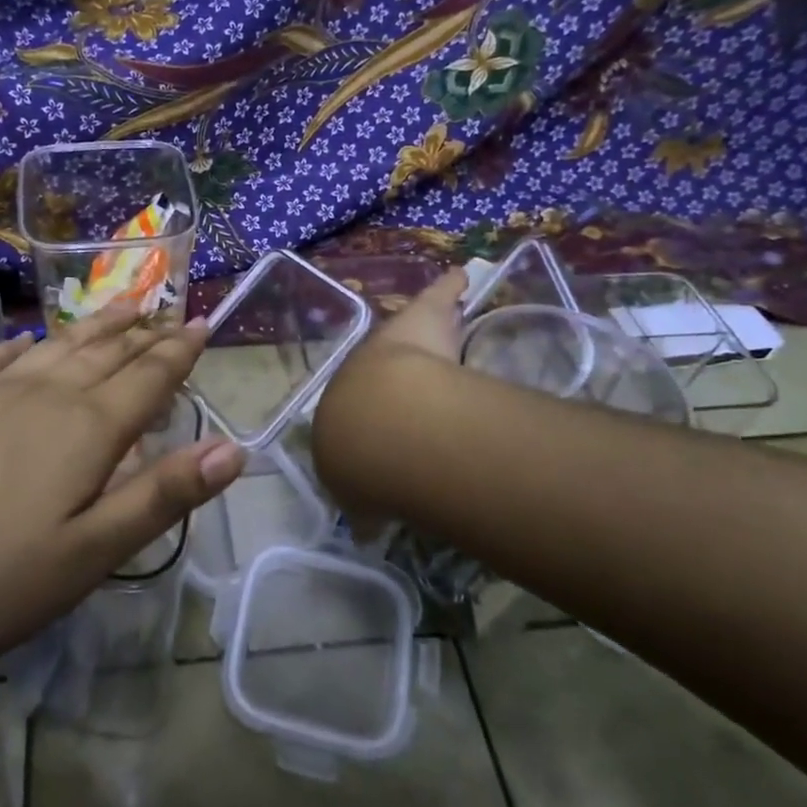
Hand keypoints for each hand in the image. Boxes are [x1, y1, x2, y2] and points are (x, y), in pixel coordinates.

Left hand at [0, 305, 245, 682]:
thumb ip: (161, 497)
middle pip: (106, 354)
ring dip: (94, 326)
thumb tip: (234, 450)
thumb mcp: (88, 556)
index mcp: (86, 431)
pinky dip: (24, 345)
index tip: (201, 323)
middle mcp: (43, 397)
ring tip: (121, 306)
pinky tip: (30, 341)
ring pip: (57, 347)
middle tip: (168, 310)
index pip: (149, 377)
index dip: (179, 351)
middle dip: (143, 332)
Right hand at [312, 267, 466, 534]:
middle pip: (382, 364)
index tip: (389, 417)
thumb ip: (365, 508)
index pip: (354, 408)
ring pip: (410, 335)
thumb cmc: (361, 458)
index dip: (372, 411)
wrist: (383, 426)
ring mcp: (396, 344)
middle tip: (412, 364)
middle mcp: (364, 370)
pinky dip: (450, 286)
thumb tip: (368, 531)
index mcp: (343, 411)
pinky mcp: (425, 317)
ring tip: (439, 320)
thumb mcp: (354, 494)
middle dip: (397, 364)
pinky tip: (462, 275)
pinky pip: (439, 296)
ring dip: (424, 330)